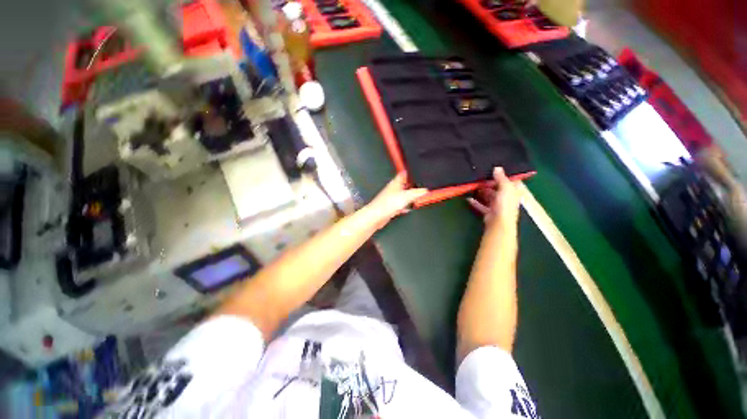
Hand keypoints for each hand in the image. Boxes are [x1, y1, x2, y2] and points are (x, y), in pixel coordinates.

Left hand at [366, 173, 427, 228]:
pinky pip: (400, 205)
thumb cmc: (386, 204)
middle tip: (421, 187)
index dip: (410, 172)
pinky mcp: (390, 207)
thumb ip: (417, 192)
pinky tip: (409, 209)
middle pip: (404, 185)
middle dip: (412, 186)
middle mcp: (393, 189)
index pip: (404, 173)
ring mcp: (391, 198)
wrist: (377, 216)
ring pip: (403, 195)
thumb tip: (425, 191)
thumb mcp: (406, 196)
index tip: (417, 172)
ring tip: (417, 198)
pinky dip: (405, 206)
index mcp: (395, 182)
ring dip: (409, 197)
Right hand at [467, 167, 520, 225]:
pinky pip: (481, 205)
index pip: (510, 181)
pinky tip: (469, 199)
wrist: (499, 222)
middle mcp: (507, 198)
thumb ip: (501, 177)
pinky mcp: (489, 212)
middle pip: (497, 189)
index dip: (504, 175)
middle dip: (489, 184)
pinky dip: (475, 202)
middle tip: (480, 178)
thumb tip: (497, 168)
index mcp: (513, 192)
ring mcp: (498, 206)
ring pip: (489, 197)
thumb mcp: (505, 187)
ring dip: (482, 192)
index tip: (494, 170)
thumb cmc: (505, 204)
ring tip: (474, 187)